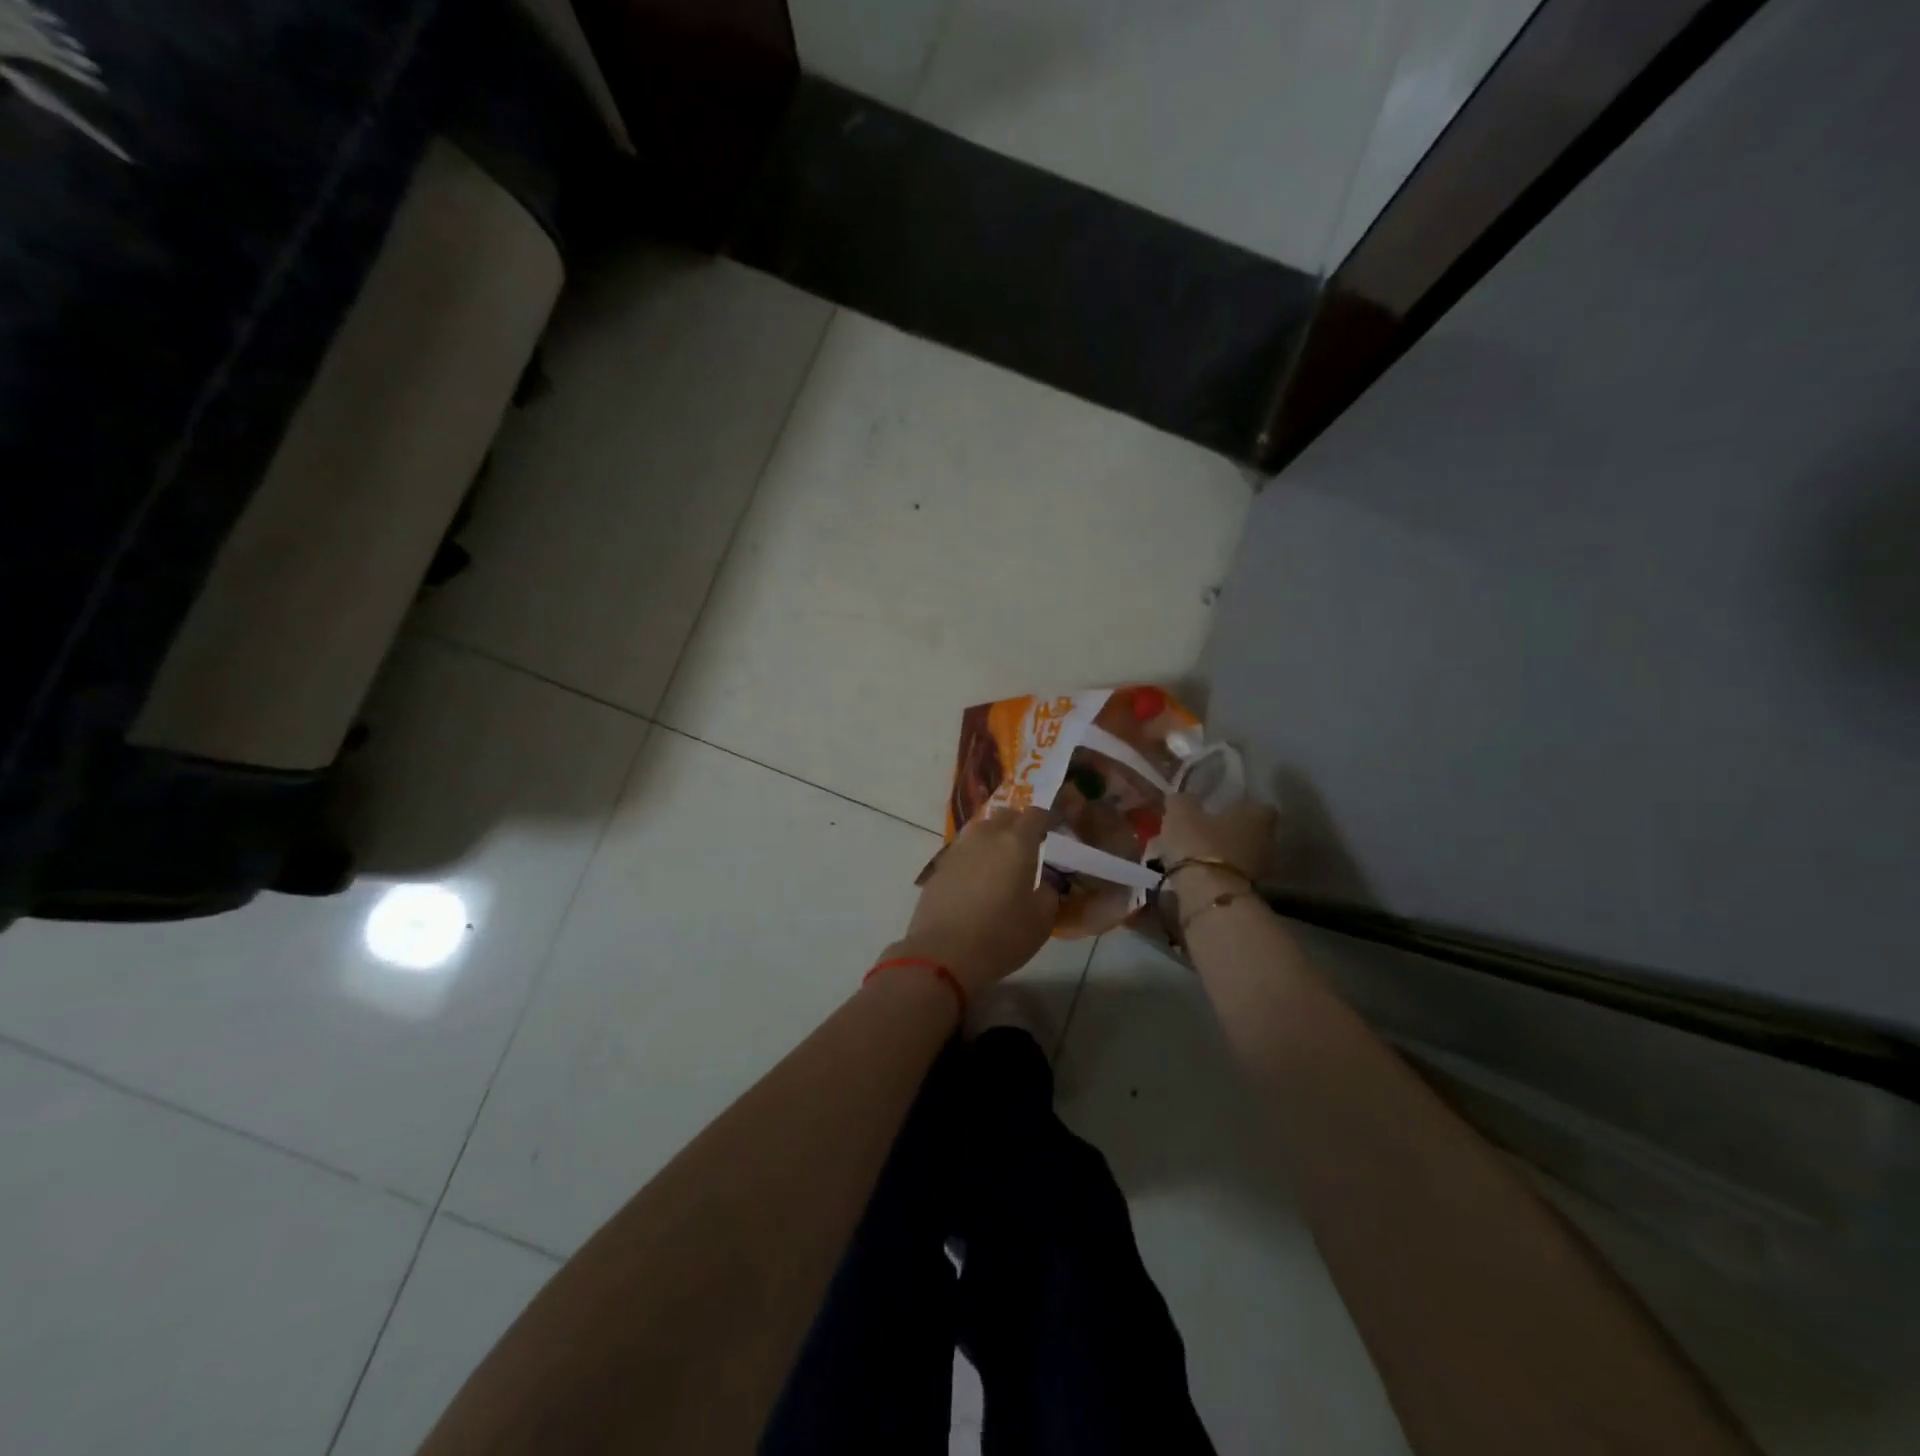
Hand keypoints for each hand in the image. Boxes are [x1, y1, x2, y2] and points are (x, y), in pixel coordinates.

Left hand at [891, 807, 1058, 993]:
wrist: (942, 954)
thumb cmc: (1000, 937)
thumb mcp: (1041, 922)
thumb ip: (1049, 894)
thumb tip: (1046, 884)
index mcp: (1017, 843)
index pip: (1036, 814)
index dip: (1046, 820)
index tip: (1053, 833)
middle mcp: (987, 836)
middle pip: (1006, 815)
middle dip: (1019, 825)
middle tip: (1029, 846)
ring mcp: (959, 848)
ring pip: (981, 829)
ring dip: (994, 837)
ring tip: (1001, 860)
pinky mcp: (940, 865)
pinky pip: (963, 849)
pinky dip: (974, 855)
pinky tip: (977, 877)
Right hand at [1159, 793, 1275, 883]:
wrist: (1210, 896)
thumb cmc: (1199, 844)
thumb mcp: (1180, 813)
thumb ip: (1183, 801)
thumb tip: (1183, 798)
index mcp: (1258, 815)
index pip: (1257, 805)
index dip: (1237, 806)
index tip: (1218, 809)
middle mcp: (1268, 839)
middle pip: (1249, 831)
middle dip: (1228, 831)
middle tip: (1202, 831)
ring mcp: (1262, 868)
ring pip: (1240, 854)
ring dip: (1222, 854)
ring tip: (1194, 855)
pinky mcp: (1250, 892)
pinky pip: (1232, 875)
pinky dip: (1217, 873)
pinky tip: (1196, 874)